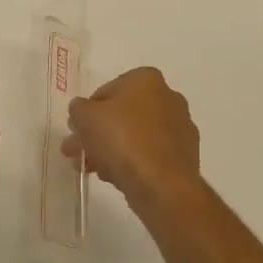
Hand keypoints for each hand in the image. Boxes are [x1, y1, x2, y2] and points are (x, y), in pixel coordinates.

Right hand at [64, 67, 203, 222]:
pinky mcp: (184, 155)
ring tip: (91, 169)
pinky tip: (115, 177)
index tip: (77, 131)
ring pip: (135, 136)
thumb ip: (78, 109)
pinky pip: (150, 154)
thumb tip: (81, 111)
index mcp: (146, 79)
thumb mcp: (85, 117)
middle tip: (78, 152)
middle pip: (122, 115)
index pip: (107, 91)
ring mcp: (180, 128)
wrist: (161, 183)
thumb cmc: (122, 139)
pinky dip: (132, 162)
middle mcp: (168, 97)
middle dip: (97, 134)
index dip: (87, 112)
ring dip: (111, 150)